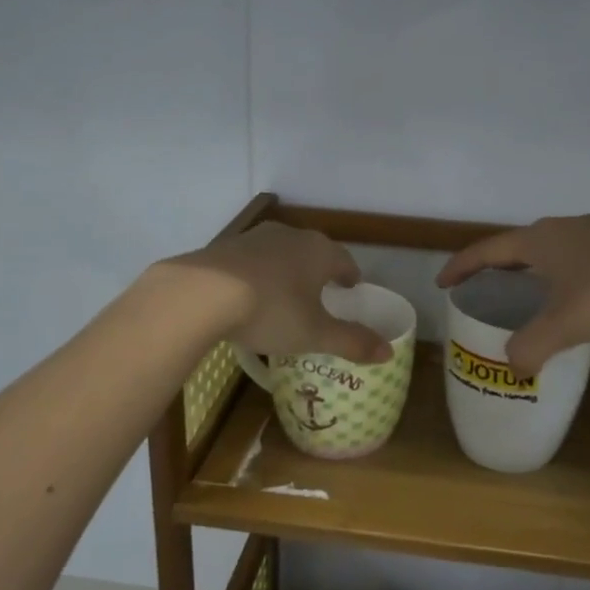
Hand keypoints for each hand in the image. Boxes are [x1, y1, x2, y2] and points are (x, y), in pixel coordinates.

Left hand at [175, 222, 391, 363]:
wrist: (200, 293)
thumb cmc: (270, 311)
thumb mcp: (315, 334)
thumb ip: (352, 342)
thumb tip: (389, 353)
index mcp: (319, 252)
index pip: (344, 260)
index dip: (350, 275)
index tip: (352, 287)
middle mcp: (290, 236)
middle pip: (313, 251)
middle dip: (319, 270)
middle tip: (322, 290)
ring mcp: (254, 238)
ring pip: (280, 252)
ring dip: (286, 269)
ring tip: (285, 292)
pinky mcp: (224, 247)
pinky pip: (251, 260)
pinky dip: (257, 273)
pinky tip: (248, 292)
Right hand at [435, 214, 589, 376]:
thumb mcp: (567, 323)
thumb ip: (533, 347)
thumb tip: (513, 368)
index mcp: (540, 241)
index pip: (487, 251)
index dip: (462, 267)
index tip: (444, 282)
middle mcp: (564, 228)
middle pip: (520, 246)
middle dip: (499, 268)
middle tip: (488, 290)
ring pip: (556, 250)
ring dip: (538, 270)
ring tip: (536, 294)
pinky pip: (584, 256)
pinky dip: (570, 273)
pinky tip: (587, 294)